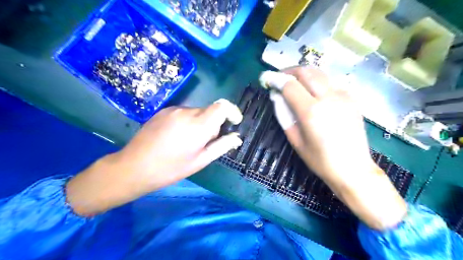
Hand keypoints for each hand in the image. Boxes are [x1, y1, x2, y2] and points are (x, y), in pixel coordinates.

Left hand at [68, 100, 245, 216]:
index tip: (234, 122)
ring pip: (197, 112)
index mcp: (199, 125)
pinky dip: (188, 121)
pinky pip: (184, 113)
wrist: (134, 166)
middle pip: (210, 111)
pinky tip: (176, 137)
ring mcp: (173, 110)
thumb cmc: (171, 168)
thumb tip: (237, 138)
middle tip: (205, 143)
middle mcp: (187, 112)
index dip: (232, 112)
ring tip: (188, 142)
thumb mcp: (200, 161)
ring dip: (200, 123)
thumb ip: (221, 146)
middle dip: (214, 124)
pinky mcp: (164, 111)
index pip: (222, 106)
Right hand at [260, 67, 405, 228]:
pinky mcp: (352, 98)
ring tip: (294, 83)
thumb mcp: (295, 140)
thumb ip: (283, 115)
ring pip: (320, 74)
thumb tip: (276, 96)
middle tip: (280, 78)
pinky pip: (330, 83)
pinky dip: (318, 83)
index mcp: (311, 111)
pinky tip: (313, 93)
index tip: (267, 78)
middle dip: (290, 71)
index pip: (290, 85)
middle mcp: (328, 98)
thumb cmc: (319, 159)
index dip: (276, 79)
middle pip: (306, 72)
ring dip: (304, 74)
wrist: (353, 168)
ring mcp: (343, 96)